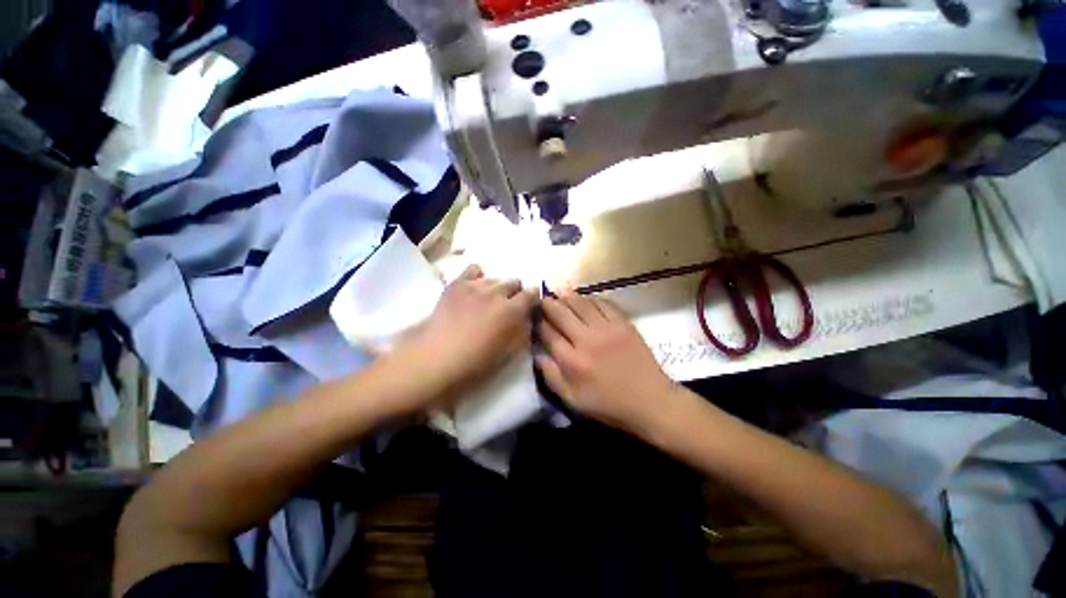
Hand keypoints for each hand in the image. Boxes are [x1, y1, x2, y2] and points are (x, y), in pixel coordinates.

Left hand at [392, 265, 537, 411]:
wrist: (435, 359)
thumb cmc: (474, 362)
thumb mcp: (507, 353)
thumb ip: (521, 332)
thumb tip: (527, 319)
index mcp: (512, 310)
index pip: (532, 293)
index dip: (533, 298)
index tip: (529, 305)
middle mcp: (496, 292)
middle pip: (514, 282)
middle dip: (515, 292)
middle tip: (507, 307)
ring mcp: (475, 286)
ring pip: (495, 277)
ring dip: (497, 287)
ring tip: (488, 300)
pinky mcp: (456, 284)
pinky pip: (474, 269)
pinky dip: (478, 276)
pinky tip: (474, 288)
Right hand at [537, 291, 674, 431]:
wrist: (650, 401)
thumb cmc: (608, 405)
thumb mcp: (573, 400)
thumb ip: (552, 377)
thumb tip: (537, 355)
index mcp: (572, 362)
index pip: (548, 334)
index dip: (538, 322)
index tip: (533, 316)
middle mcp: (586, 340)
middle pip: (562, 314)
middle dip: (549, 304)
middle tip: (543, 297)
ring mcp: (606, 329)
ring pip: (581, 304)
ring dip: (568, 296)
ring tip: (560, 290)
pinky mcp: (623, 324)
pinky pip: (604, 304)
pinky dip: (592, 299)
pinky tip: (586, 299)